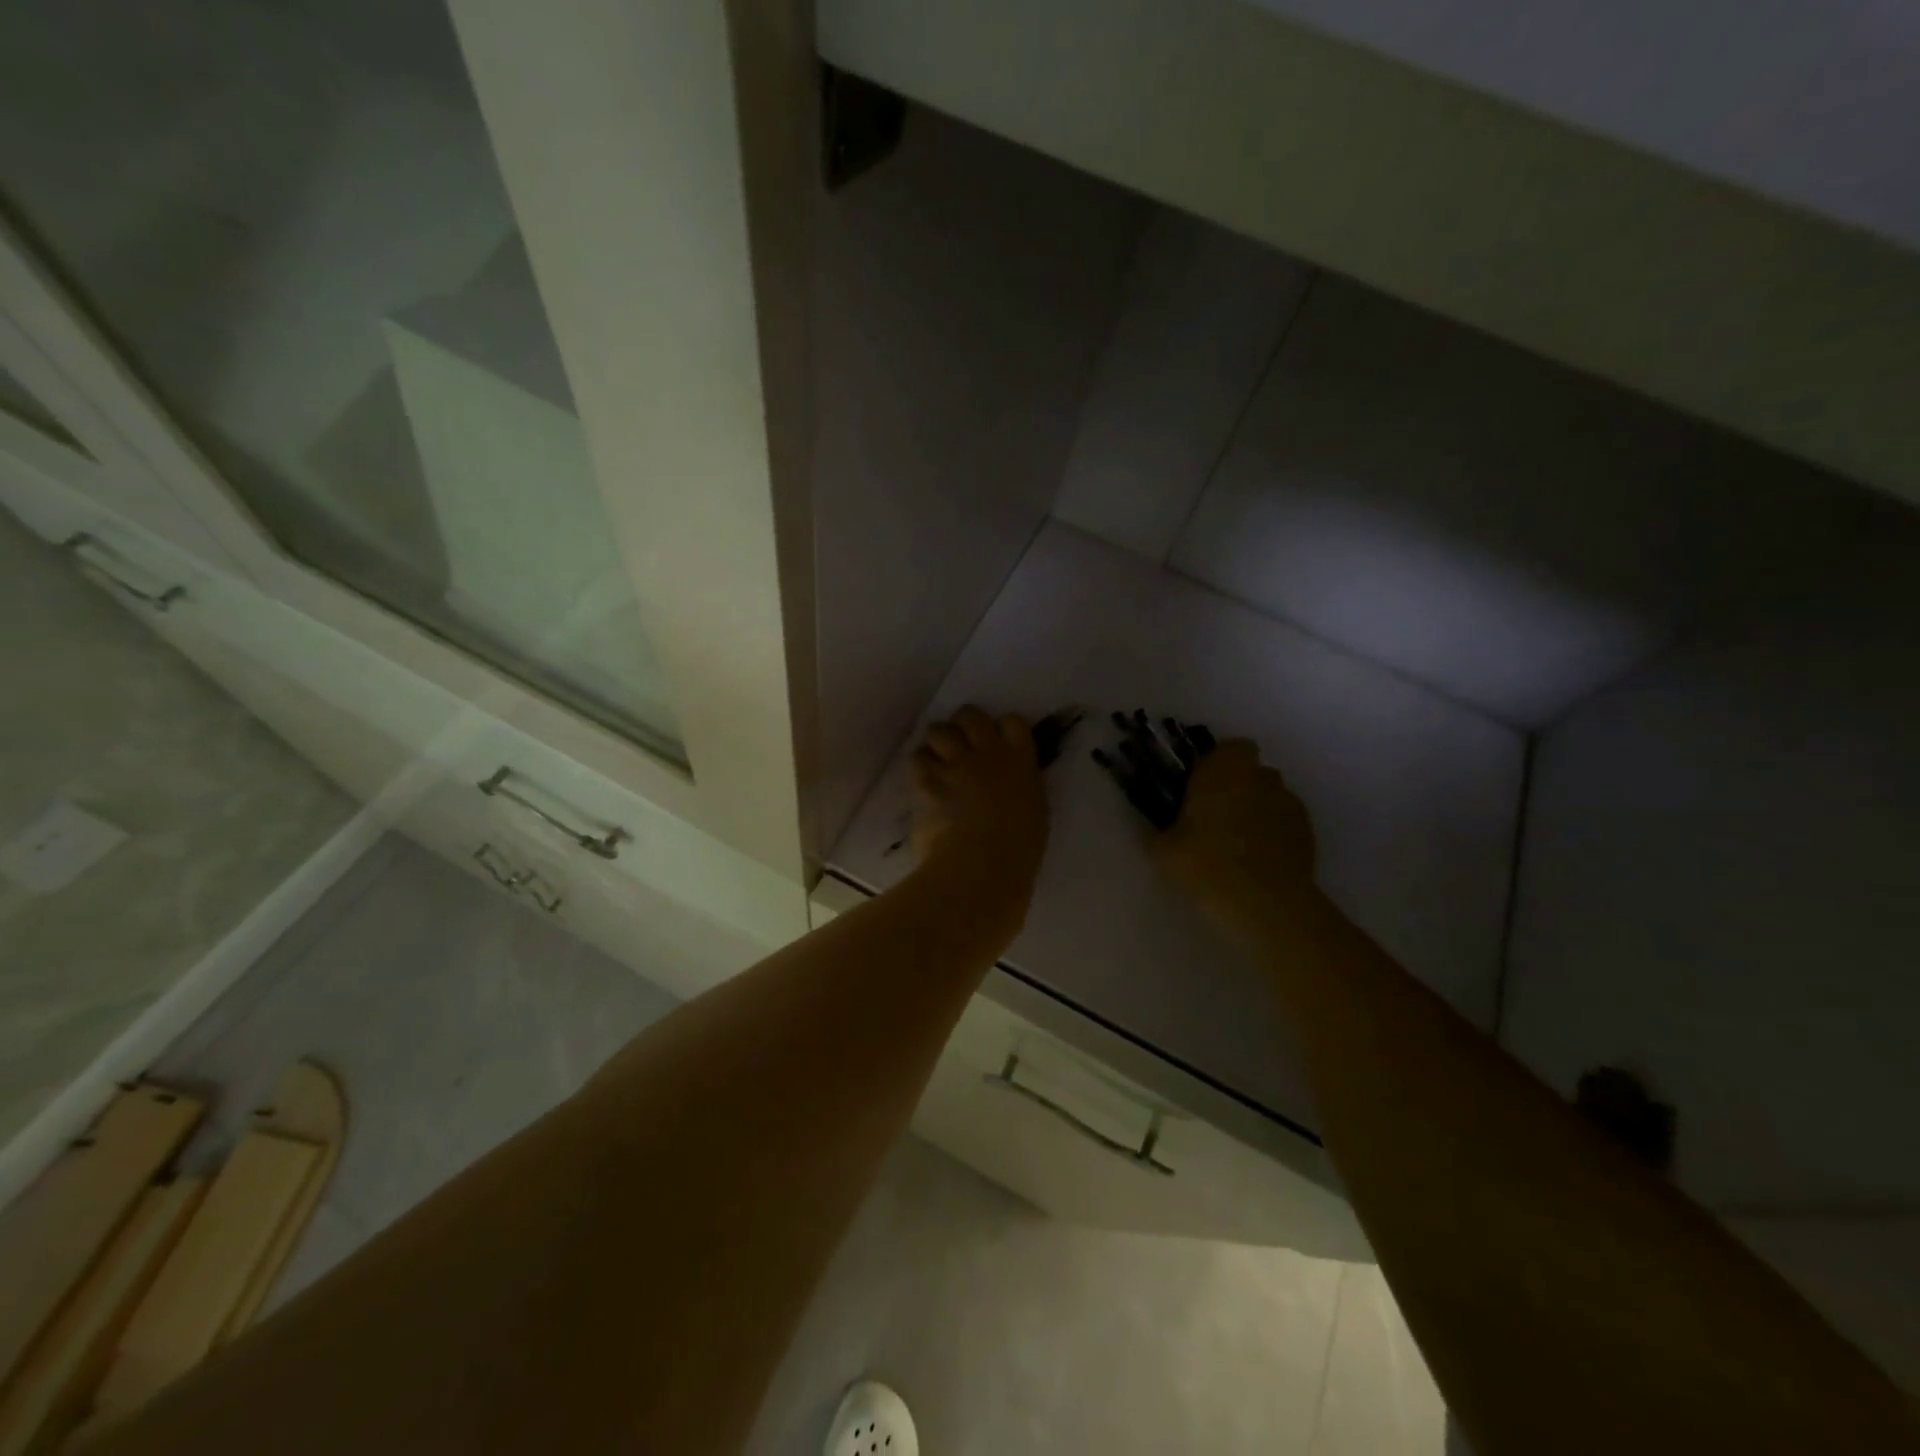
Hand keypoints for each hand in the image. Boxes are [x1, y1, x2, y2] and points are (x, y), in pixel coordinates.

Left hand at [910, 706, 1048, 909]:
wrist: (980, 867)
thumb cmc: (1018, 852)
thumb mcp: (1034, 815)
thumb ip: (1022, 791)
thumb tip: (1012, 788)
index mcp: (1021, 763)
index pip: (1013, 722)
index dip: (1002, 729)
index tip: (997, 742)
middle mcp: (987, 754)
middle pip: (971, 715)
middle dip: (964, 724)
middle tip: (961, 744)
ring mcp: (954, 764)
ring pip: (938, 729)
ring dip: (938, 742)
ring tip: (937, 760)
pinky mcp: (926, 779)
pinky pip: (917, 757)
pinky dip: (919, 766)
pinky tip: (922, 781)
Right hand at [1155, 739, 1319, 935]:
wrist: (1265, 904)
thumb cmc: (1206, 864)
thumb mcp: (1163, 850)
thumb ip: (1160, 831)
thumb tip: (1158, 829)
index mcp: (1224, 770)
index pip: (1230, 748)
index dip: (1218, 764)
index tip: (1202, 787)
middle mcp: (1260, 777)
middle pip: (1252, 771)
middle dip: (1237, 787)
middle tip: (1215, 817)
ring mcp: (1289, 804)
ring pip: (1271, 796)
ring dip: (1257, 809)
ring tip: (1239, 844)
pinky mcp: (1308, 832)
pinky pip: (1285, 822)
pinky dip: (1274, 833)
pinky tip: (1259, 861)